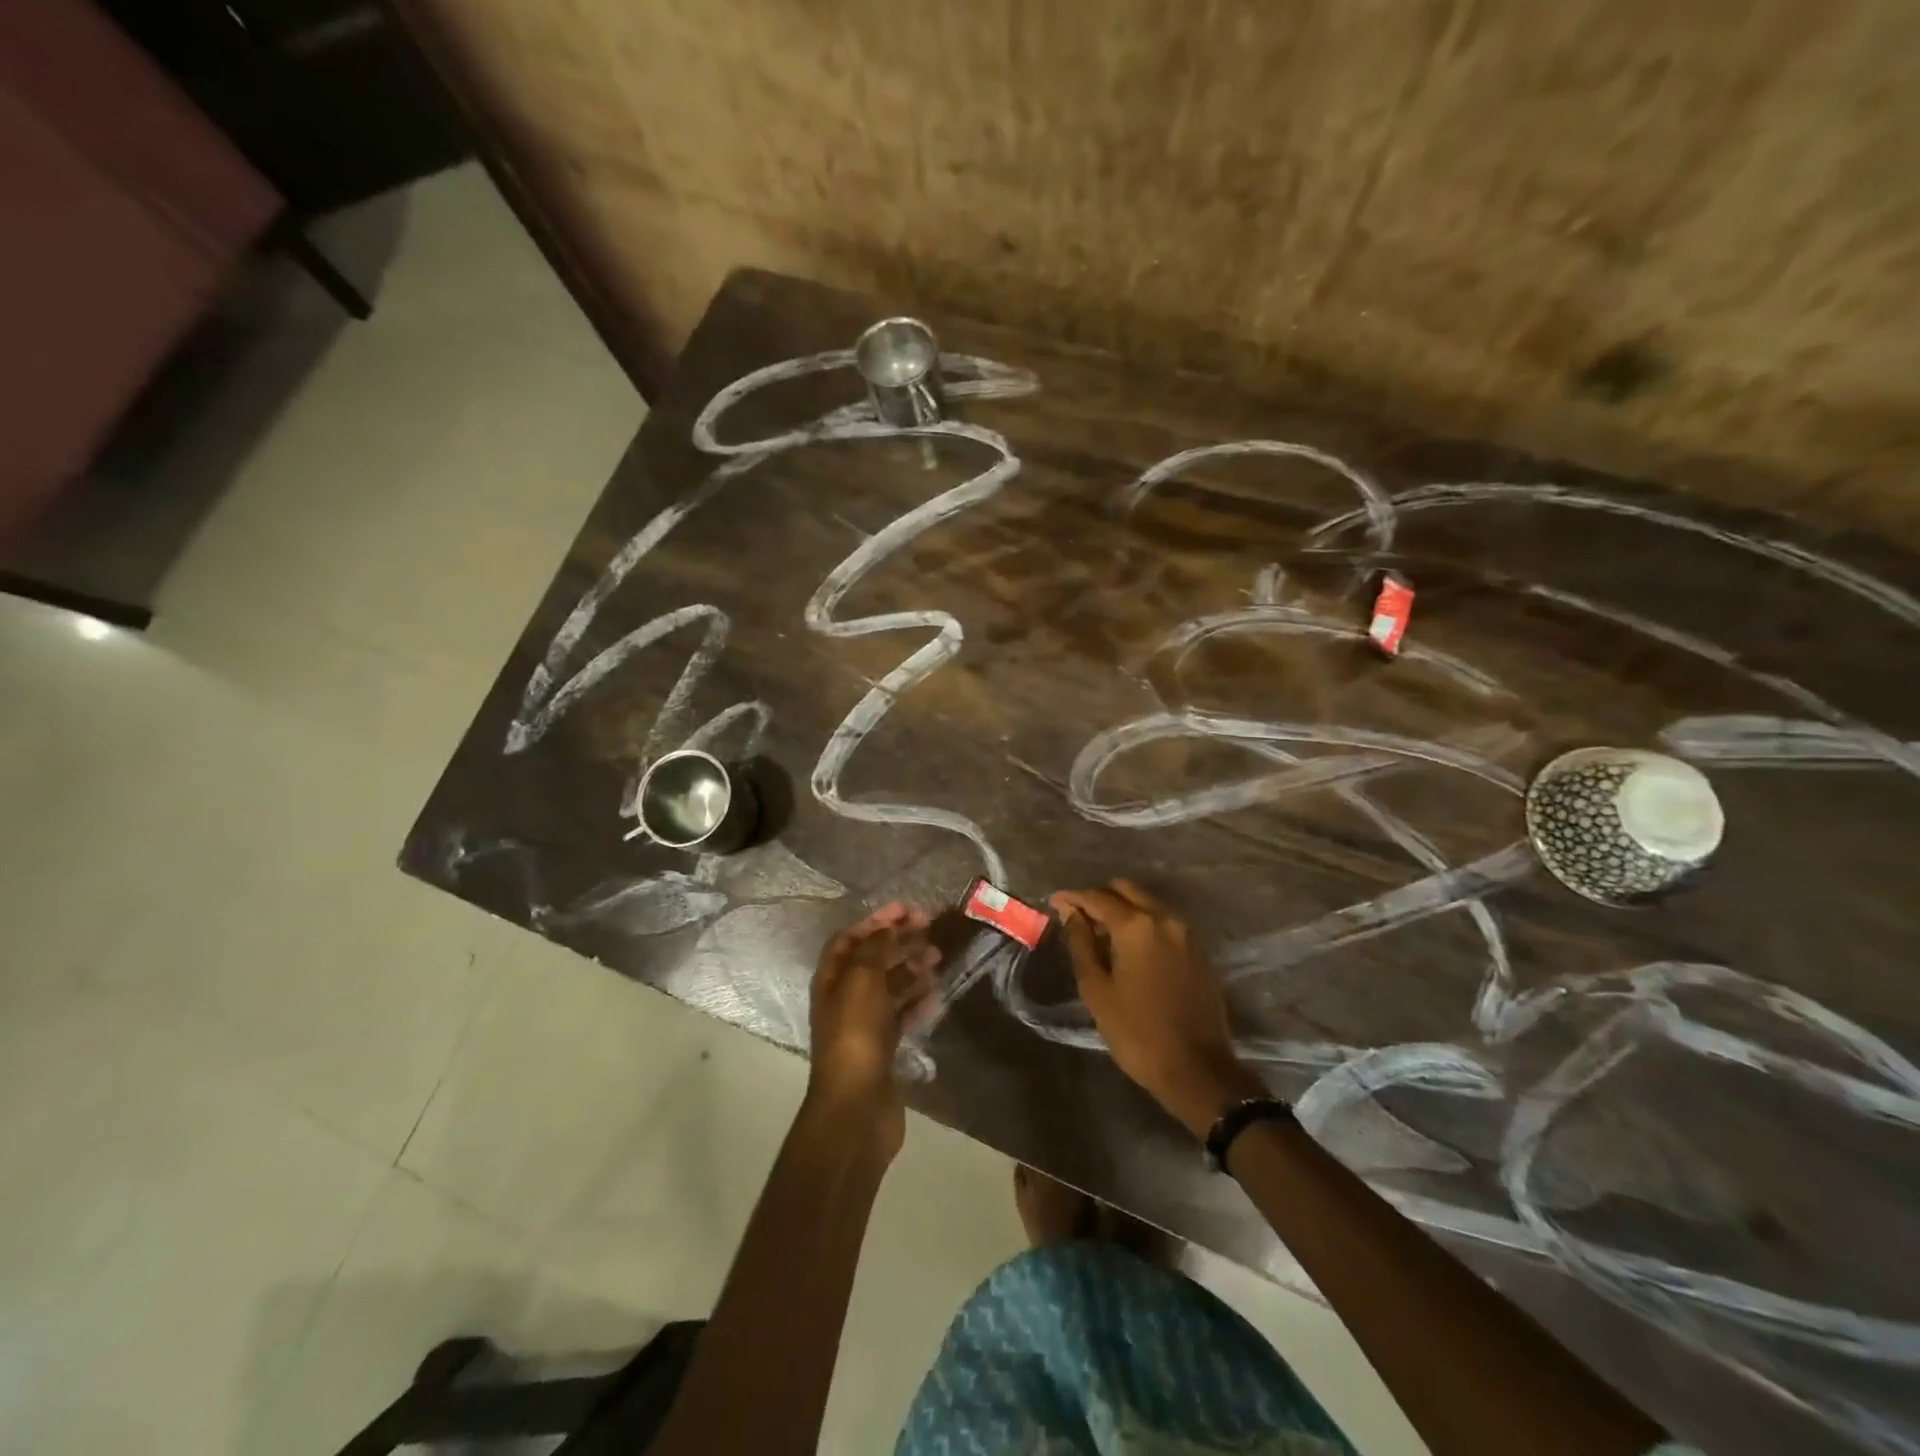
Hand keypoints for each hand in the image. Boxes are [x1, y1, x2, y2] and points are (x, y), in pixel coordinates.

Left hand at [804, 902, 939, 1159]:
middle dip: (898, 940)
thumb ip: (874, 950)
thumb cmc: (854, 1037)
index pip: (850, 939)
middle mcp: (845, 999)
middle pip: (872, 959)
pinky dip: (918, 1001)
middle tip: (930, 927)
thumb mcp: (861, 982)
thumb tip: (888, 929)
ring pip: (890, 986)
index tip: (906, 909)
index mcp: (831, 980)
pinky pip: (903, 1015)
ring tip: (938, 956)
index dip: (875, 921)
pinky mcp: (884, 1048)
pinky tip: (938, 994)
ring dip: (912, 967)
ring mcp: (865, 1025)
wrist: (856, 1109)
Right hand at [1050, 880, 1263, 1136]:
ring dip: (1123, 910)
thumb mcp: (1097, 990)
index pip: (1097, 897)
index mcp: (1136, 926)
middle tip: (1079, 918)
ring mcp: (1186, 933)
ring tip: (1102, 935)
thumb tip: (1072, 915)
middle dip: (1100, 898)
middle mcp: (1164, 919)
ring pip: (1148, 904)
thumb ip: (1081, 944)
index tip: (1055, 902)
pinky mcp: (1198, 951)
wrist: (1197, 1070)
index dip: (1073, 898)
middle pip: (1126, 891)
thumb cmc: (1137, 1032)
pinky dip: (1143, 924)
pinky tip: (1130, 949)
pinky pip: (1164, 923)